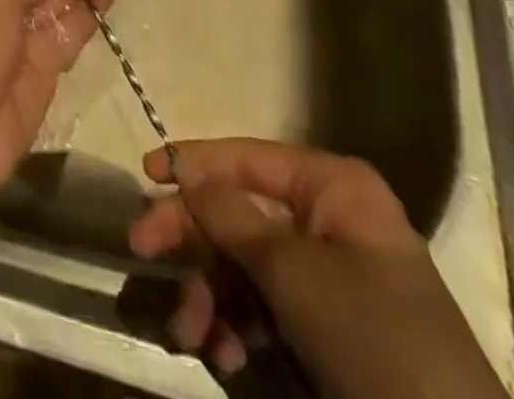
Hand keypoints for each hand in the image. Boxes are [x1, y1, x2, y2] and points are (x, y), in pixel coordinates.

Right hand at [127, 139, 505, 398]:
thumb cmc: (372, 339)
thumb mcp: (290, 270)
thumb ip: (228, 213)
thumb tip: (185, 170)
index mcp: (332, 188)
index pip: (246, 157)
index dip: (193, 162)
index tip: (145, 174)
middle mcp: (330, 220)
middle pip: (239, 212)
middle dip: (193, 240)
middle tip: (142, 252)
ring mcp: (331, 277)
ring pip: (246, 265)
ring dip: (210, 295)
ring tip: (190, 335)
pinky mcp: (329, 329)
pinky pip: (267, 308)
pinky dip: (238, 328)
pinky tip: (225, 356)